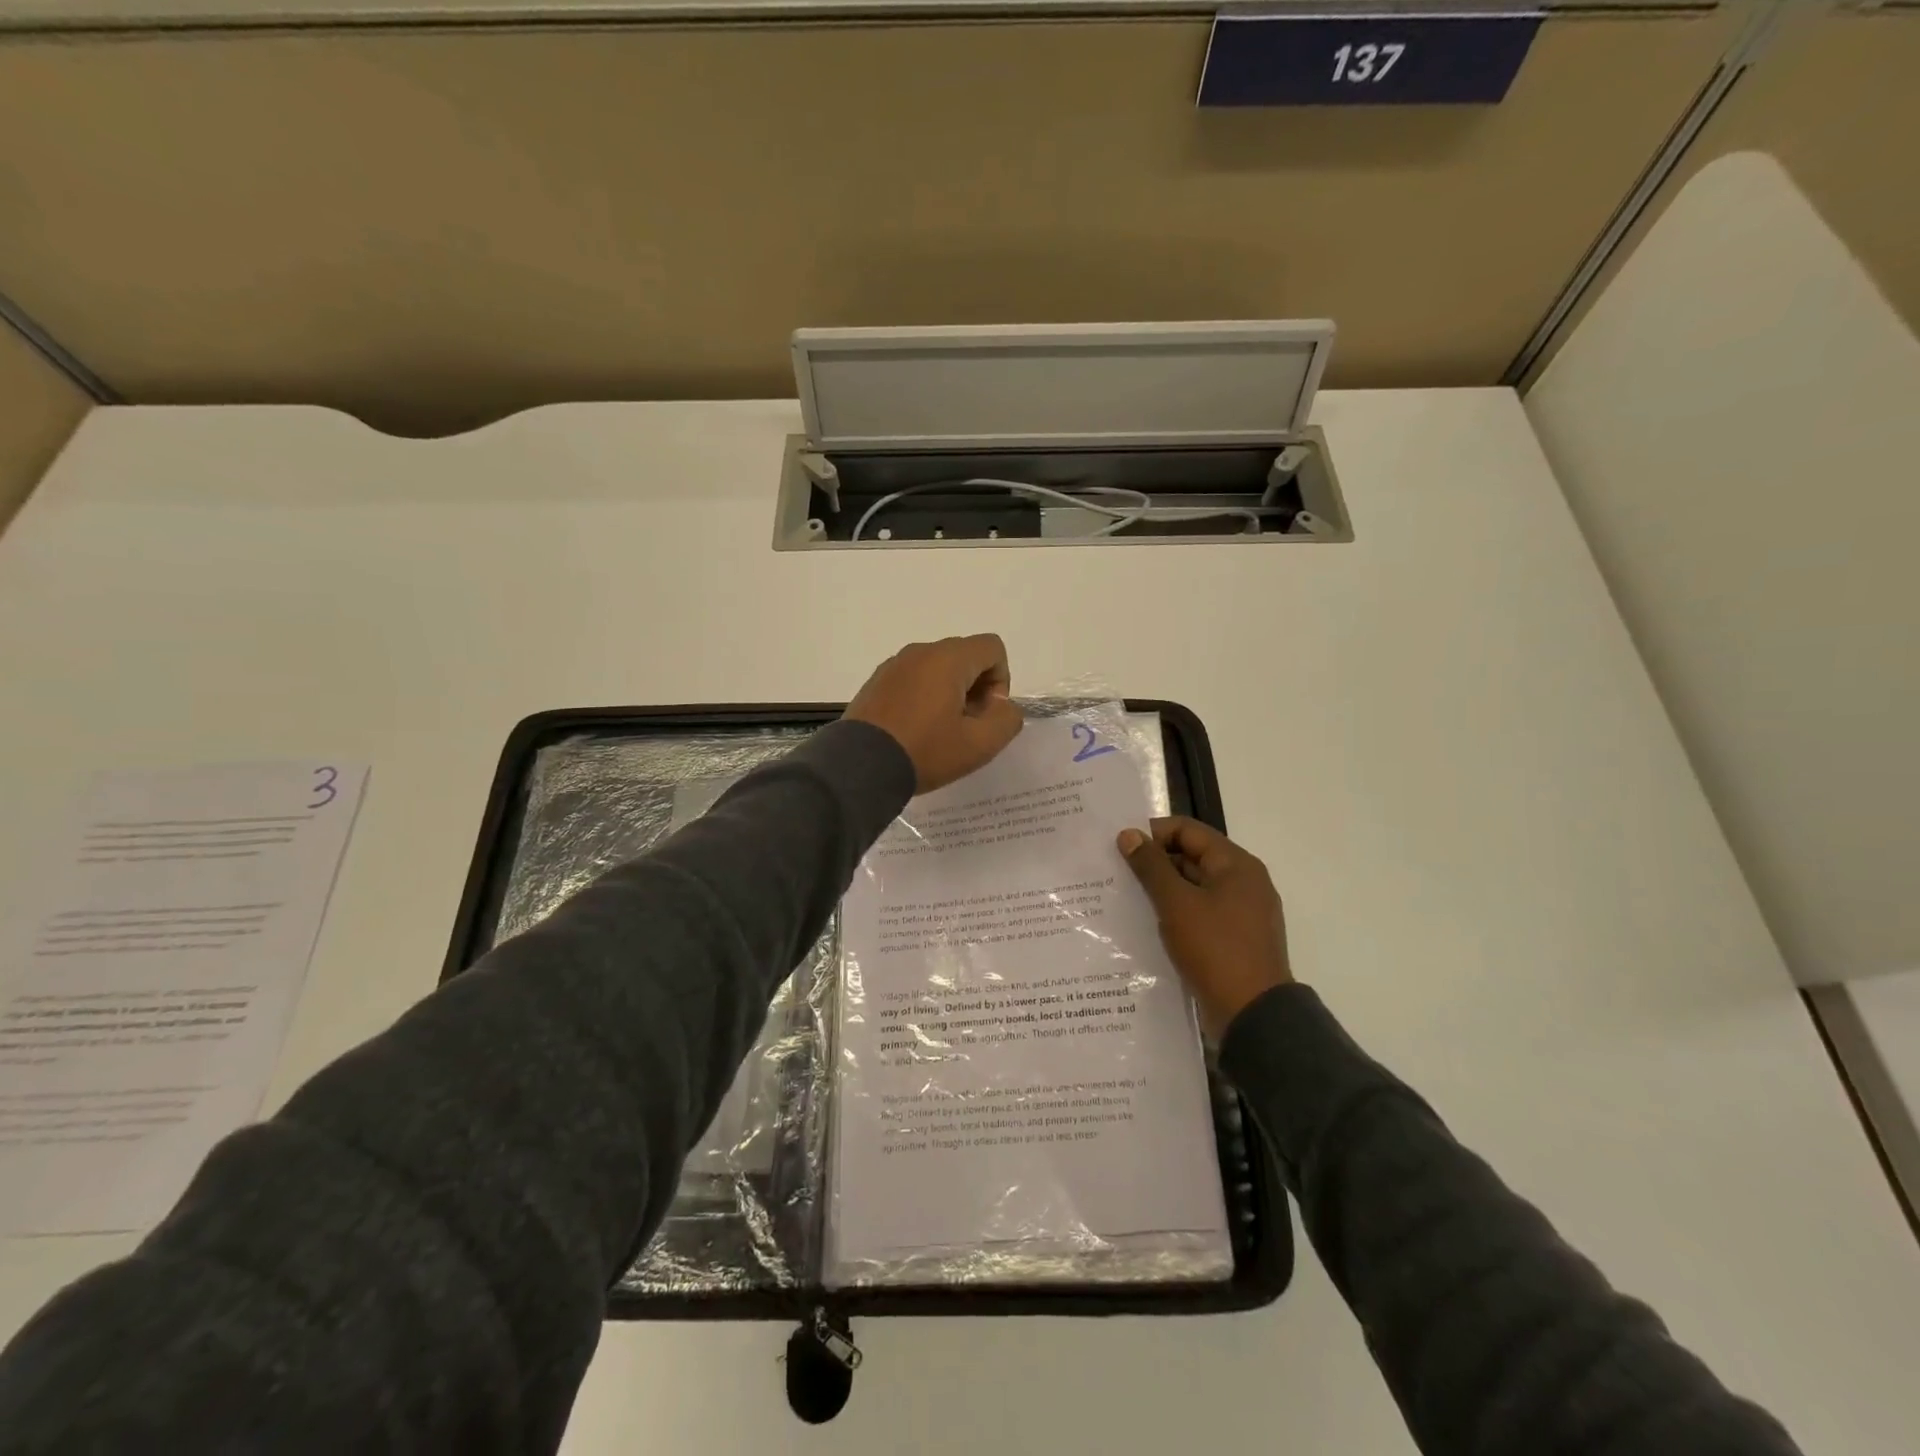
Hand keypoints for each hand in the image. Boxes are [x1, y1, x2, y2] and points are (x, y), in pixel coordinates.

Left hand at [845, 634, 1023, 792]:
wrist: (860, 766)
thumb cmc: (925, 751)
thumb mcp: (980, 744)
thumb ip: (1007, 719)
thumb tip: (1002, 706)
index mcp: (948, 658)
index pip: (992, 648)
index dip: (1001, 681)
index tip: (986, 715)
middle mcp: (920, 651)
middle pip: (965, 657)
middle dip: (976, 689)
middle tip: (966, 728)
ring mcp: (894, 665)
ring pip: (937, 669)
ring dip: (950, 694)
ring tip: (940, 733)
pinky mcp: (876, 682)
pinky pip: (913, 680)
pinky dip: (924, 698)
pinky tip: (915, 731)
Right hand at [1118, 817, 1292, 1037]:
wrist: (1253, 1015)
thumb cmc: (1215, 949)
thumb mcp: (1176, 904)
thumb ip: (1151, 866)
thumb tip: (1129, 834)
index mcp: (1236, 864)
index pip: (1188, 830)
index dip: (1153, 833)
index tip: (1120, 848)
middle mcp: (1244, 882)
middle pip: (1192, 857)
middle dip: (1155, 863)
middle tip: (1117, 874)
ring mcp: (1242, 912)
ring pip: (1194, 887)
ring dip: (1163, 890)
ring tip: (1126, 898)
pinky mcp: (1235, 938)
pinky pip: (1200, 913)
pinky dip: (1176, 913)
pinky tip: (1149, 925)